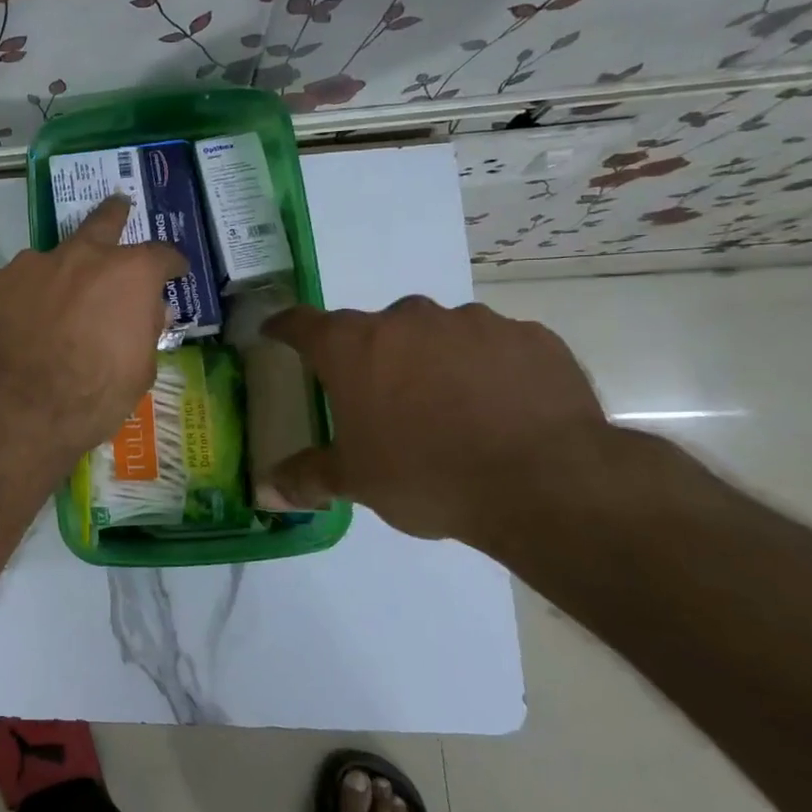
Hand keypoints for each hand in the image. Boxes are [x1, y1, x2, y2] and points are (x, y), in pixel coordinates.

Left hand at [0, 195, 186, 462]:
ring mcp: (29, 265)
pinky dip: (20, 301)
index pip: (161, 255)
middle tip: (118, 207)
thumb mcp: (139, 371)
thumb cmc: (91, 397)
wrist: (15, 411)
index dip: (171, 264)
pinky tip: (15, 328)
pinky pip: (12, 285)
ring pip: (50, 260)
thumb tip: (149, 310)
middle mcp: (79, 256)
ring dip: (58, 276)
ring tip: (51, 309)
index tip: (174, 271)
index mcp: (127, 274)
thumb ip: (145, 329)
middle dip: (114, 214)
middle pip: (102, 222)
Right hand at [262, 296, 610, 544]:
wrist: (547, 482)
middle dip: (371, 356)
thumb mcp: (356, 483)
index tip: (276, 334)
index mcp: (352, 347)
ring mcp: (471, 322)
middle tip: (379, 398)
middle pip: (374, 329)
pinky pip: (492, 346)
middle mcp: (407, 320)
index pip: (301, 323)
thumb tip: (264, 491)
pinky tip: (499, 408)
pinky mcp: (528, 337)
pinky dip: (485, 368)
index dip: (284, 328)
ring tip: (447, 407)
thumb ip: (305, 478)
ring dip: (430, 359)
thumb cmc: (427, 476)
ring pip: (436, 334)